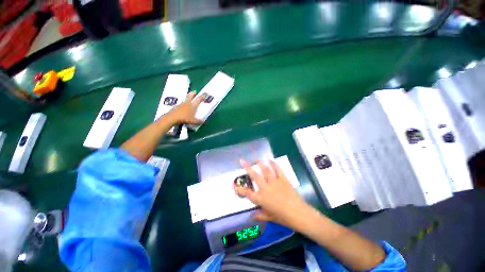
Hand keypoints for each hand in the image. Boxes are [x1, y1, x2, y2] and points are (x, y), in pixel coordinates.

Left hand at [167, 91, 204, 124]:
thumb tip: (203, 121)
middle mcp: (187, 103)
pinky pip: (182, 103)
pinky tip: (184, 106)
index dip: (201, 97)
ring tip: (190, 98)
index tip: (204, 94)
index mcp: (192, 106)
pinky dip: (184, 103)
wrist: (173, 118)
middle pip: (190, 96)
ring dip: (188, 97)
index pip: (198, 100)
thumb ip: (198, 121)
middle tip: (195, 92)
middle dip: (193, 93)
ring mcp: (181, 104)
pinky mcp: (177, 106)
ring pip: (186, 99)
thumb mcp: (193, 121)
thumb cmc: (184, 118)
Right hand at [235, 160, 312, 229]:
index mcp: (261, 199)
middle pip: (254, 176)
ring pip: (265, 169)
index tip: (234, 184)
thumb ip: (259, 215)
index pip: (247, 193)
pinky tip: (270, 160)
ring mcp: (274, 182)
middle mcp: (265, 188)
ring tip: (255, 159)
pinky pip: (277, 169)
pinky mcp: (283, 179)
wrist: (299, 214)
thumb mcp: (269, 217)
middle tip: (242, 160)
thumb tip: (250, 217)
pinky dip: (273, 163)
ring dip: (259, 163)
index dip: (239, 189)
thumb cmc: (283, 217)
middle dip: (247, 167)